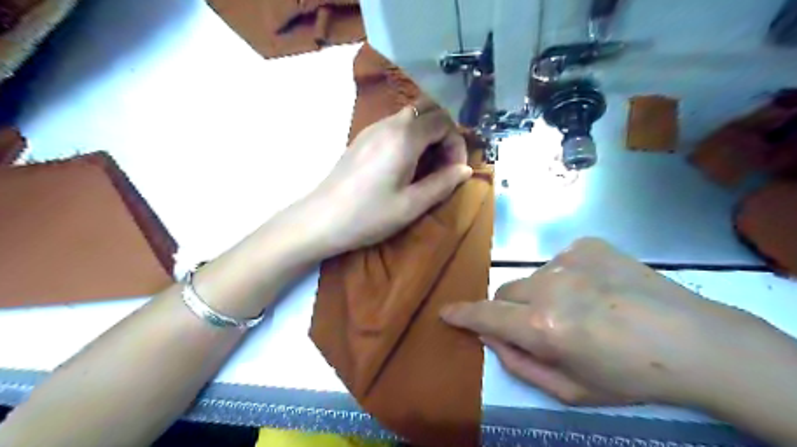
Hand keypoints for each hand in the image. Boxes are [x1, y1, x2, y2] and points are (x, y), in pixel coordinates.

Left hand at [307, 100, 468, 256]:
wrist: (321, 219)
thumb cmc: (369, 215)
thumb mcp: (412, 205)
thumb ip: (443, 183)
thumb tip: (466, 169)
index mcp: (404, 137)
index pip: (444, 121)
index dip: (457, 143)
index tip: (455, 170)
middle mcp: (389, 124)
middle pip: (428, 110)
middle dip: (444, 132)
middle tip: (444, 163)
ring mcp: (372, 129)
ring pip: (411, 116)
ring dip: (427, 134)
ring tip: (427, 167)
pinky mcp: (362, 138)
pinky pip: (395, 126)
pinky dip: (410, 137)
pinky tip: (405, 164)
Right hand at [439, 238, 761, 407]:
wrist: (694, 341)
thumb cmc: (630, 376)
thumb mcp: (570, 390)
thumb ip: (519, 363)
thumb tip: (489, 336)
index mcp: (544, 326)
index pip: (486, 315)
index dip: (462, 314)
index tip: (446, 312)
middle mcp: (549, 286)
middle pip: (505, 292)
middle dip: (510, 311)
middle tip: (539, 326)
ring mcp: (569, 260)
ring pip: (531, 277)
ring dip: (540, 294)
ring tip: (578, 309)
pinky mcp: (588, 245)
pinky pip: (557, 262)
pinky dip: (564, 277)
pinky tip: (595, 290)